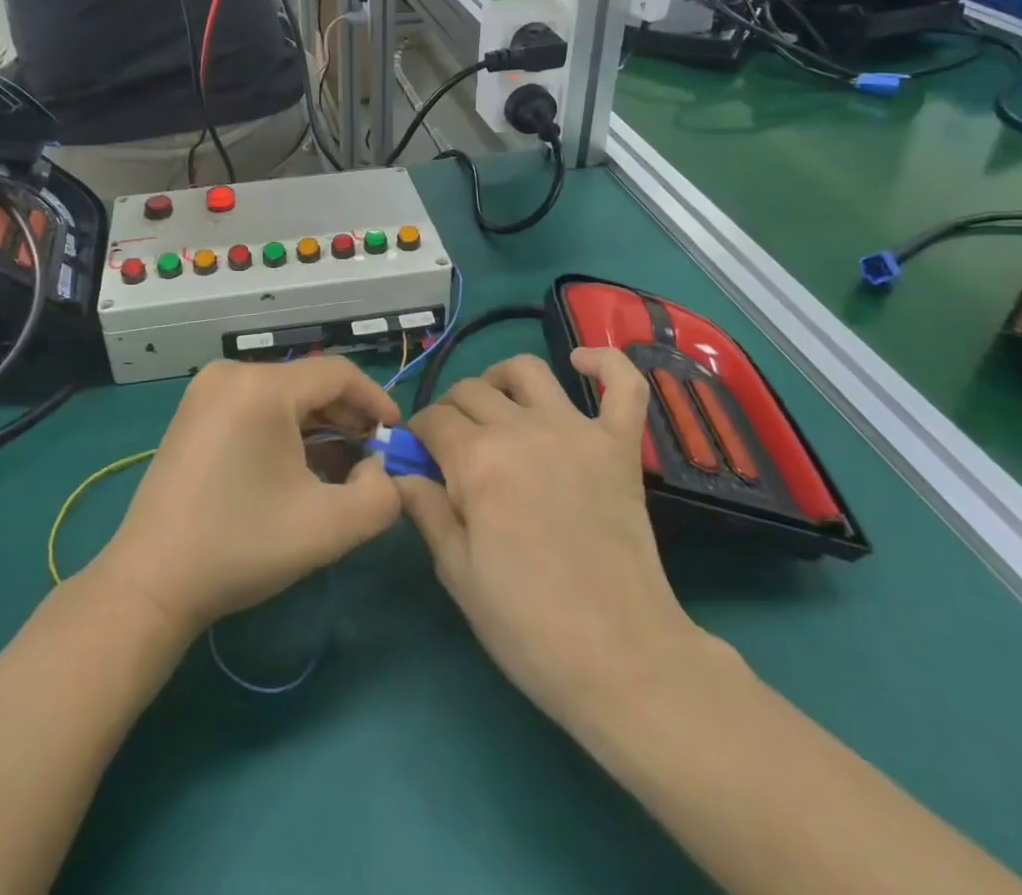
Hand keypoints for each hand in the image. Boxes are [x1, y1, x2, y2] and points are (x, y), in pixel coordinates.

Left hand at [92, 357, 402, 635]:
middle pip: (309, 382)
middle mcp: (231, 374)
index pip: (338, 374)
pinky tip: (301, 466)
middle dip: (348, 417)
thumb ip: (379, 496)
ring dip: (319, 426)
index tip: (396, 435)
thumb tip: (380, 469)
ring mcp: (206, 392)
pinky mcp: (194, 413)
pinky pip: (256, 407)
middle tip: (373, 456)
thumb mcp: (327, 528)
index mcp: (261, 387)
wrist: (151, 583)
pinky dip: (285, 430)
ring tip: (343, 465)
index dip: (375, 401)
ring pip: (283, 396)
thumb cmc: (241, 546)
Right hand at [397, 350, 712, 737]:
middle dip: (450, 410)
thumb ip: (424, 509)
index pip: (433, 420)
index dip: (418, 436)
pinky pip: (622, 384)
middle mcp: (522, 430)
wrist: (622, 660)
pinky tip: (580, 361)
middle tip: (452, 446)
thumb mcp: (457, 573)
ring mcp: (577, 431)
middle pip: (471, 390)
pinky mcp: (620, 445)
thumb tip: (399, 472)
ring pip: (528, 371)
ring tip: (497, 404)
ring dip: (501, 378)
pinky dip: (604, 362)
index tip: (419, 459)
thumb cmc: (528, 624)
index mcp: (477, 460)